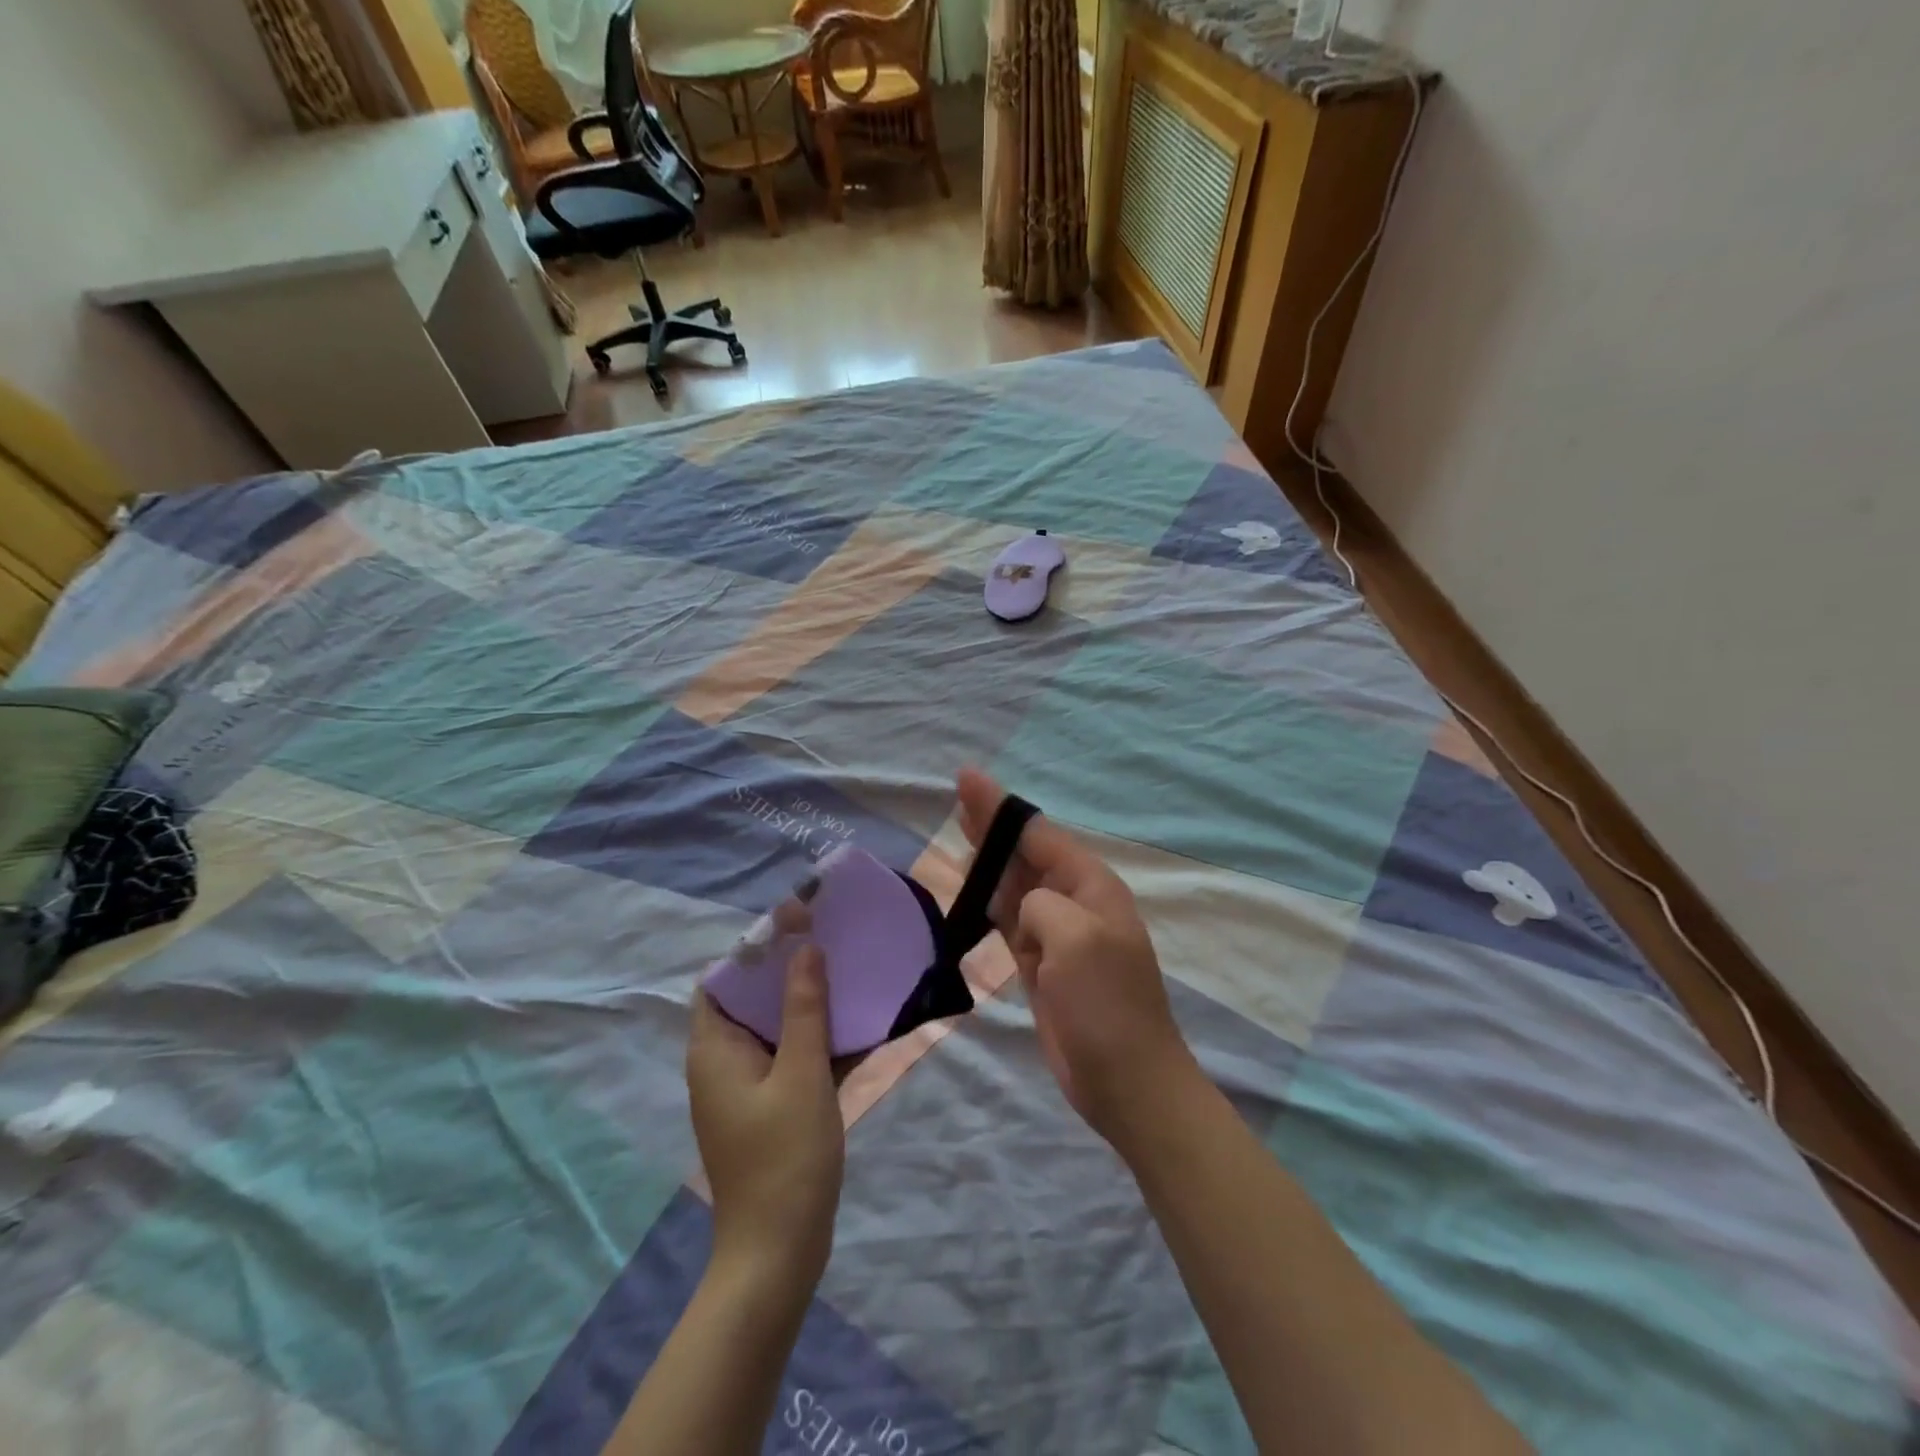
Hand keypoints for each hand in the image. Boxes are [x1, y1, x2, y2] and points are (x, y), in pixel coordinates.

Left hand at [687, 945, 843, 1300]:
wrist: (779, 1253)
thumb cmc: (784, 1157)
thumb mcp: (800, 1074)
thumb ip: (804, 1008)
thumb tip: (806, 948)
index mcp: (715, 1050)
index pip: (722, 980)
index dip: (754, 948)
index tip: (796, 924)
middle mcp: (723, 1062)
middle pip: (751, 1000)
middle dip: (789, 969)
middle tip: (831, 939)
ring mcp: (747, 1088)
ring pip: (776, 1028)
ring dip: (809, 1003)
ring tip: (848, 970)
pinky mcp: (771, 1108)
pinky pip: (792, 1058)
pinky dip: (817, 1039)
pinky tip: (857, 1024)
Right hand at [955, 768, 1199, 1146]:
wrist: (1125, 1080)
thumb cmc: (1106, 1004)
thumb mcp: (1076, 938)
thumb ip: (1041, 905)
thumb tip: (1023, 911)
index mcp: (1090, 887)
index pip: (1039, 834)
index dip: (1001, 807)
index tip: (968, 780)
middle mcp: (1074, 902)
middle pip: (1024, 853)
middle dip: (993, 824)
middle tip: (960, 794)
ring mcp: (1057, 935)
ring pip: (1015, 884)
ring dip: (989, 858)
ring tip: (962, 830)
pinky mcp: (1041, 965)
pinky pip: (1009, 920)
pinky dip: (989, 902)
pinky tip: (973, 890)